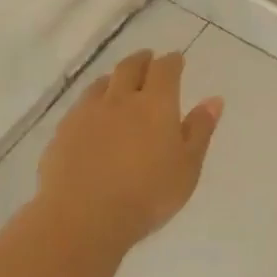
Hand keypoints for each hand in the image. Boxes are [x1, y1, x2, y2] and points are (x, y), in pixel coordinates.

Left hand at [37, 50, 222, 247]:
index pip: (165, 70)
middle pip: (129, 67)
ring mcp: (87, 114)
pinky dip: (92, 102)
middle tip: (148, 59)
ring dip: (114, 78)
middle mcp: (120, 100)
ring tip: (119, 82)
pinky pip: (80, 106)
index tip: (177, 59)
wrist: (83, 217)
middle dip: (142, 60)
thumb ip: (199, 131)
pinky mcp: (63, 132)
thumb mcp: (187, 167)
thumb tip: (213, 100)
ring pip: (101, 84)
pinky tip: (92, 115)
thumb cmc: (148, 195)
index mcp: (156, 104)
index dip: (172, 62)